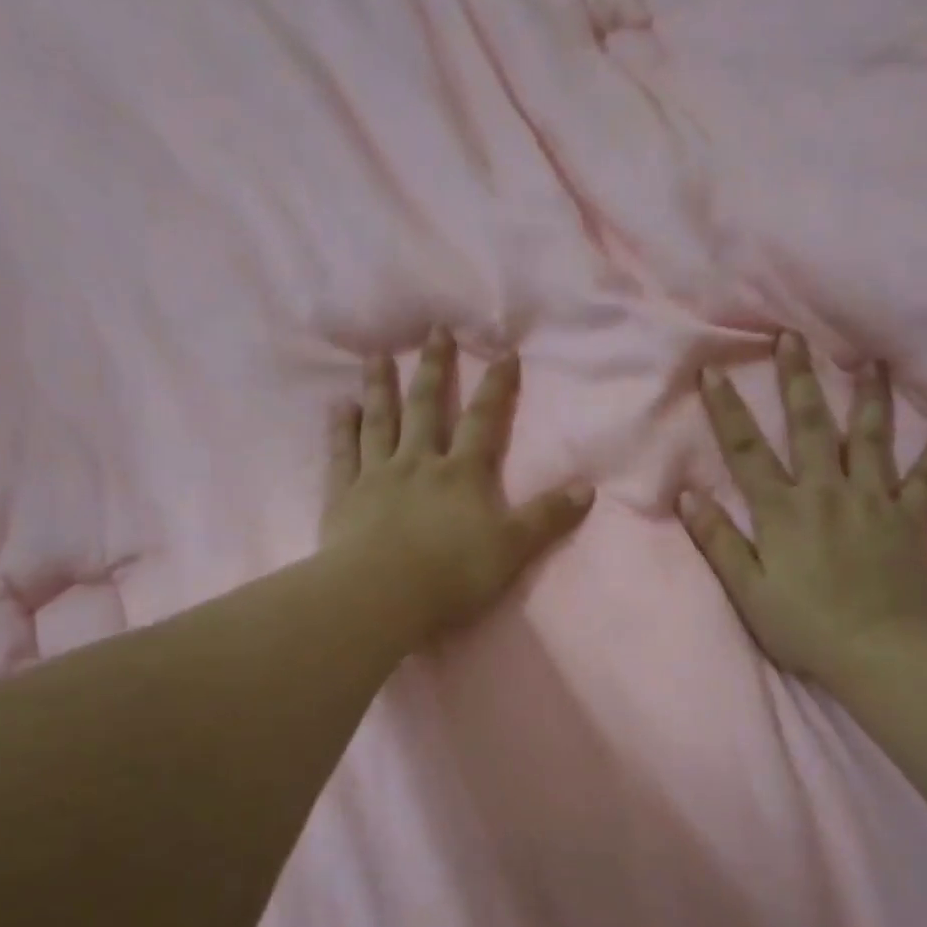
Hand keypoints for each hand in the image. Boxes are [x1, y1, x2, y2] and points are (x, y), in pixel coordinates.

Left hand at [323, 328, 593, 636]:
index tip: (504, 352)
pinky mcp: (343, 497)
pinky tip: (339, 405)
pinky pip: (342, 454)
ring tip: (376, 355)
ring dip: (380, 387)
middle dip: (434, 368)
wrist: (383, 596)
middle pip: (427, 408)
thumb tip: (587, 487)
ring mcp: (377, 476)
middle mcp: (419, 463)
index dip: (496, 387)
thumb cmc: (453, 574)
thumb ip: (548, 517)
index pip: (484, 421)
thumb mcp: (513, 548)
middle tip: (434, 330)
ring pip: (380, 422)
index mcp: (462, 474)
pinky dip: (341, 428)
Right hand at [679, 331, 926, 682]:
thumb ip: (719, 541)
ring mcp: (875, 500)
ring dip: (868, 395)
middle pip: (810, 425)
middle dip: (798, 378)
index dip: (727, 409)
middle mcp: (827, 492)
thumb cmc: (805, 627)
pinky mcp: (912, 518)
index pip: (747, 451)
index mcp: (783, 510)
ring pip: (870, 437)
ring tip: (869, 359)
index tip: (713, 369)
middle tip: (793, 336)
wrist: (879, 654)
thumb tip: (688, 496)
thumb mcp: (749, 591)